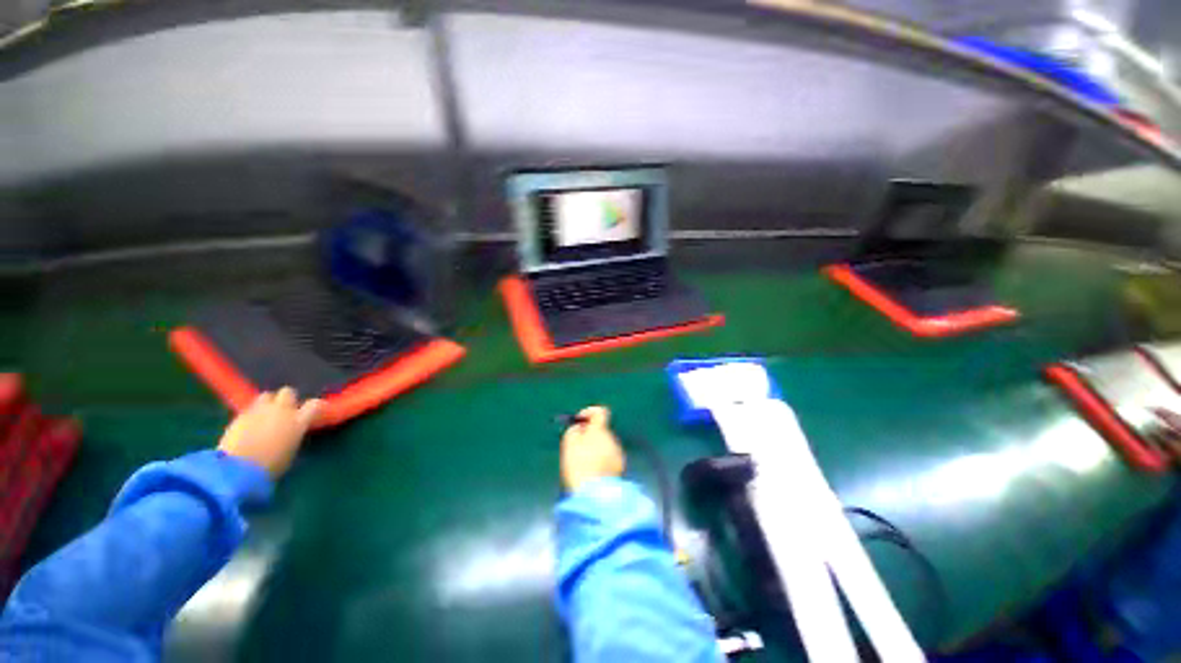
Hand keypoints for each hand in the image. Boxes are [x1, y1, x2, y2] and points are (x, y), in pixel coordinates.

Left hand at [217, 388, 323, 477]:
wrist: (237, 469)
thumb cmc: (271, 466)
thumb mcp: (291, 451)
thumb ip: (294, 435)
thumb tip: (294, 431)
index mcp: (298, 421)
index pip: (314, 405)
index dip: (316, 406)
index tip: (315, 412)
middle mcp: (281, 411)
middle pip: (288, 392)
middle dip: (288, 399)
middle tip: (286, 410)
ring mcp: (259, 411)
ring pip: (267, 396)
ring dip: (269, 403)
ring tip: (266, 414)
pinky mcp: (240, 415)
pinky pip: (250, 407)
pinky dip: (253, 412)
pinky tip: (250, 423)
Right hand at [561, 406, 624, 491]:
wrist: (595, 494)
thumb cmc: (579, 465)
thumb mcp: (569, 444)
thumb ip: (574, 430)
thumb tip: (580, 427)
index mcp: (601, 430)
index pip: (600, 412)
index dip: (589, 412)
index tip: (579, 421)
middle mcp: (612, 439)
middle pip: (601, 430)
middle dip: (590, 435)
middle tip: (577, 447)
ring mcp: (618, 454)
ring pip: (605, 445)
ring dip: (595, 449)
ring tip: (583, 464)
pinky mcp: (620, 468)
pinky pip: (609, 458)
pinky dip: (601, 461)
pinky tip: (592, 473)